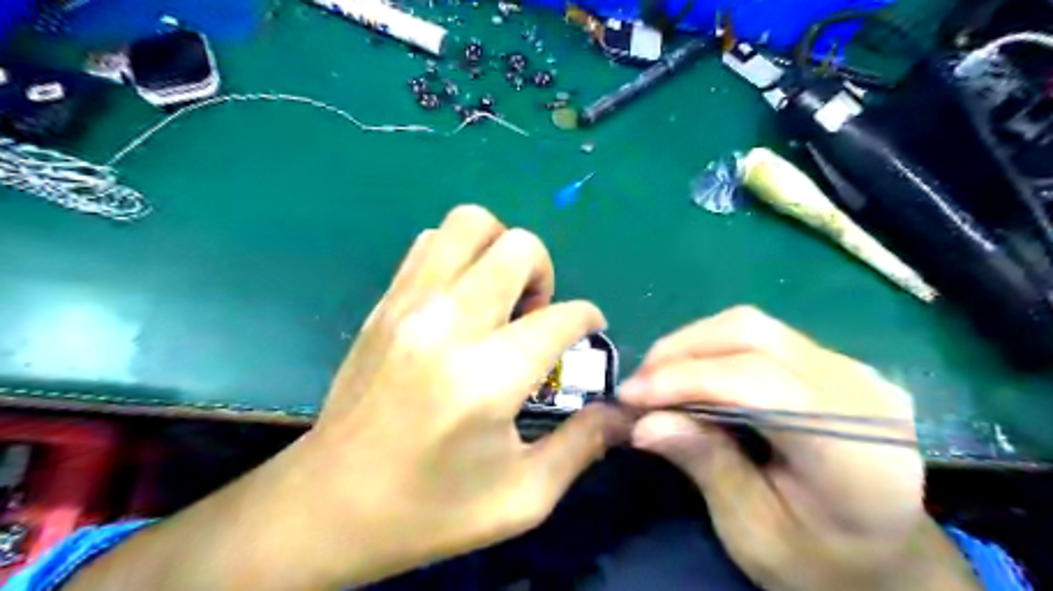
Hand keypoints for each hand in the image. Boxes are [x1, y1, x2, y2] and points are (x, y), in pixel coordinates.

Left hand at [72, 203, 623, 590]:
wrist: (327, 506)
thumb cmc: (428, 511)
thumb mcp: (521, 498)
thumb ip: (582, 446)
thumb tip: (622, 414)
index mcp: (487, 377)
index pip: (561, 316)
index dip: (588, 319)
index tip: (587, 332)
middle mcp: (448, 325)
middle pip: (518, 247)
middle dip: (545, 273)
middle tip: (536, 314)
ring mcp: (409, 305)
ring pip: (469, 224)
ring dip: (500, 251)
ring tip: (499, 299)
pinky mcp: (384, 303)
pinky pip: (430, 243)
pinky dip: (460, 255)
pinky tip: (461, 300)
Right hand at [618, 307, 978, 590]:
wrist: (882, 554)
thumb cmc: (819, 559)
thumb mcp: (754, 532)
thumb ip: (706, 467)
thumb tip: (643, 423)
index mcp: (856, 452)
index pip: (761, 384)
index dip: (688, 380)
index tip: (630, 396)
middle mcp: (861, 393)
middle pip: (755, 337)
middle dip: (682, 351)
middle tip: (638, 384)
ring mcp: (850, 369)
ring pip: (754, 327)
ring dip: (692, 345)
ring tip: (657, 378)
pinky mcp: (831, 362)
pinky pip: (761, 336)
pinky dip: (712, 349)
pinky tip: (690, 374)